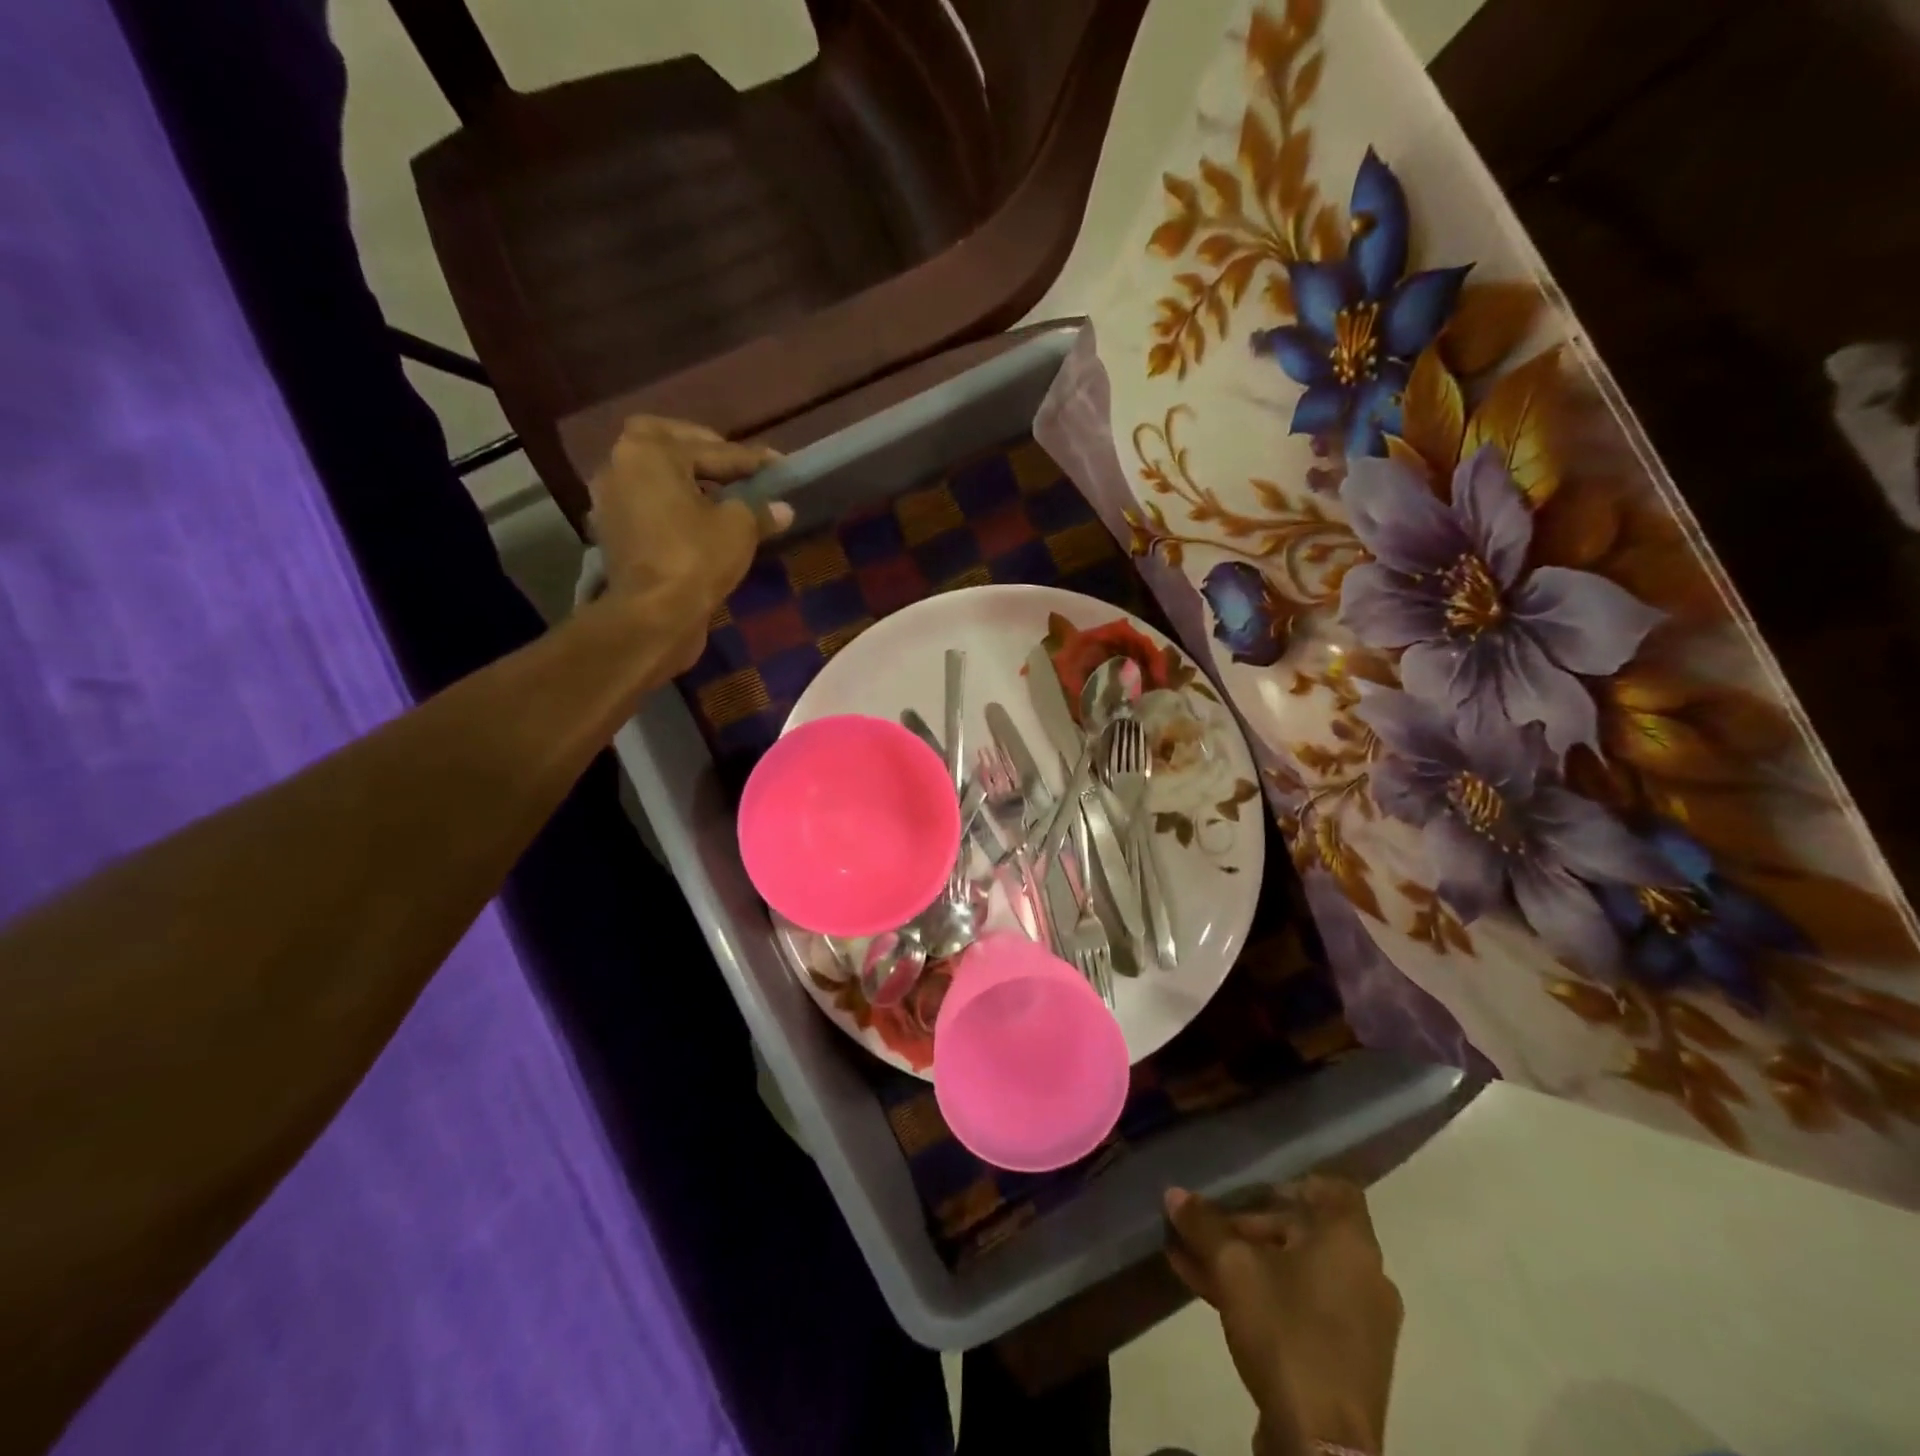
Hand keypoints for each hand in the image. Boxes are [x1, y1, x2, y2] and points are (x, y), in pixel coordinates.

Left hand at [587, 415, 791, 670]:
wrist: (654, 615)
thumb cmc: (696, 557)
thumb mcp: (740, 528)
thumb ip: (759, 510)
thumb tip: (783, 509)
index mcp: (649, 451)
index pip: (710, 448)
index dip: (749, 459)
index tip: (778, 464)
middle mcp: (620, 466)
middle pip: (669, 448)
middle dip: (704, 454)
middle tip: (737, 469)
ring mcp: (611, 501)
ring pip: (656, 479)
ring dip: (687, 482)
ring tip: (722, 495)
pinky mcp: (614, 534)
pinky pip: (650, 508)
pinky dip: (674, 508)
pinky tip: (702, 522)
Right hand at [1165, 1177, 1401, 1455]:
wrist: (1322, 1449)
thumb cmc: (1286, 1334)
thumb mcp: (1233, 1269)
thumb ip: (1204, 1225)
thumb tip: (1174, 1193)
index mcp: (1349, 1242)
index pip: (1332, 1189)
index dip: (1291, 1181)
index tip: (1249, 1187)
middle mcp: (1364, 1275)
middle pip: (1303, 1230)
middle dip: (1248, 1225)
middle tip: (1205, 1227)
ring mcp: (1358, 1322)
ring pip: (1295, 1271)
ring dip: (1246, 1260)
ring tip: (1192, 1256)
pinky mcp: (1346, 1360)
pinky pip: (1300, 1306)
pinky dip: (1262, 1293)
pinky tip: (1208, 1291)